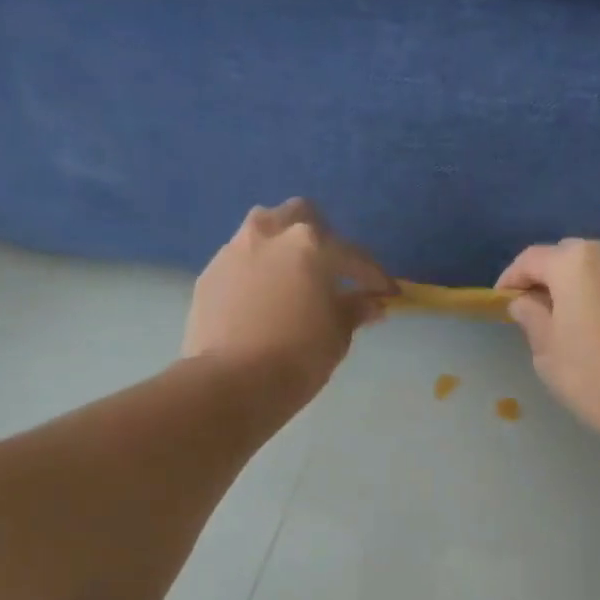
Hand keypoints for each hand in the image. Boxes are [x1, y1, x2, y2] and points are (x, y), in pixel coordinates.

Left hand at [184, 199, 392, 404]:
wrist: (232, 382)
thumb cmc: (298, 357)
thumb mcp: (338, 335)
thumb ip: (354, 310)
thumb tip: (371, 303)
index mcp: (311, 244)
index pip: (354, 256)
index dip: (375, 277)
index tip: (388, 294)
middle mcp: (271, 234)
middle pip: (302, 218)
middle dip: (323, 238)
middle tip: (333, 270)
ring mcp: (235, 250)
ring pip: (265, 231)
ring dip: (284, 248)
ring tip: (294, 279)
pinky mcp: (210, 273)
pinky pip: (242, 261)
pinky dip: (258, 272)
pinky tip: (263, 300)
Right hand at [496, 239, 599, 448]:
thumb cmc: (595, 378)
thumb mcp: (547, 352)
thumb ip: (532, 317)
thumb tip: (526, 302)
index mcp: (577, 262)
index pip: (533, 259)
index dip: (512, 279)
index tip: (502, 300)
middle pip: (570, 257)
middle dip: (551, 278)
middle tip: (539, 310)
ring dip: (584, 285)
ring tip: (575, 318)